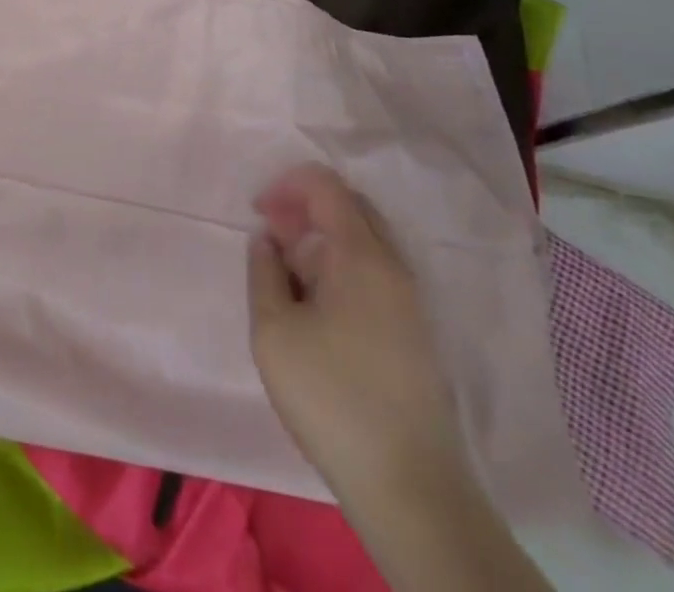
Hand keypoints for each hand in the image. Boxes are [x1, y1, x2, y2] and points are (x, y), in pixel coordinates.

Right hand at [247, 162, 465, 498]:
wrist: (410, 487)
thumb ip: (264, 272)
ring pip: (365, 239)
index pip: (325, 186)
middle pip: (350, 205)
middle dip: (305, 207)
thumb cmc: (332, 399)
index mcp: (361, 255)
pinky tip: (318, 302)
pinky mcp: (415, 330)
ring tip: (289, 269)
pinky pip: (375, 271)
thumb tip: (267, 240)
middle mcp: (393, 265)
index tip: (258, 212)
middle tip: (271, 234)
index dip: (286, 185)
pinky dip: (341, 265)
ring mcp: (410, 299)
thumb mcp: (274, 332)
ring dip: (323, 238)